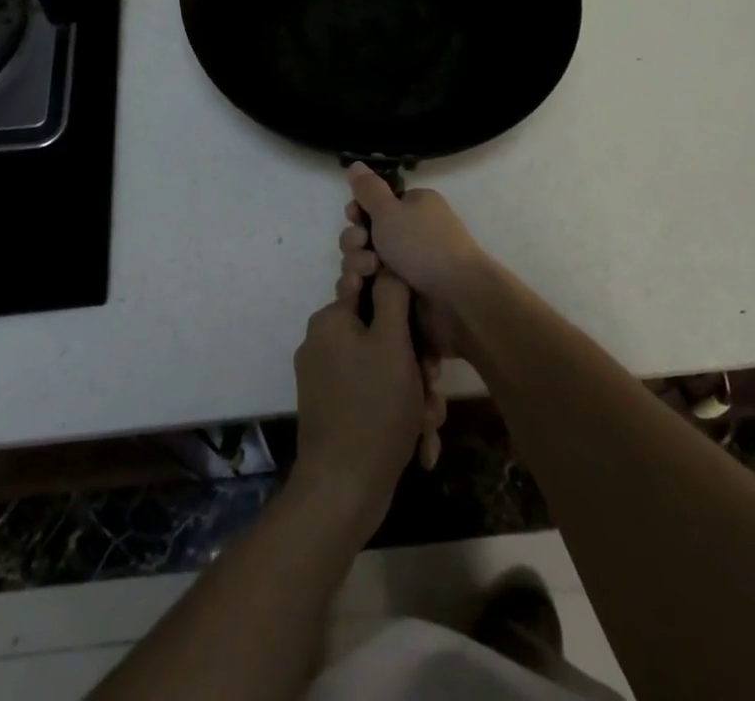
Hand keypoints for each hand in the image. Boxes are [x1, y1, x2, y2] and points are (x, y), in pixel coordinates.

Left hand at [292, 276, 425, 544]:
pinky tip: (419, 440)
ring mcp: (325, 377)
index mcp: (331, 319)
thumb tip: (387, 264)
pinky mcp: (332, 407)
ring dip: (412, 392)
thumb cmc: (373, 408)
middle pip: (382, 334)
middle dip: (414, 362)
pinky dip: (397, 411)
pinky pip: (372, 394)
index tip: (423, 334)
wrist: (342, 489)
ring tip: (428, 422)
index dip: (405, 307)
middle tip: (431, 388)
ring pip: (382, 368)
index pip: (373, 288)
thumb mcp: (392, 343)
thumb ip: (392, 297)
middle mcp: (323, 341)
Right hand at [336, 164, 485, 365]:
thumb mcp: (389, 210)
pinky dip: (366, 286)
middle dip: (355, 241)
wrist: (457, 298)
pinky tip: (362, 290)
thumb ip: (368, 189)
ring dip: (358, 264)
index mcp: (415, 205)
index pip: (376, 203)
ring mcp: (410, 264)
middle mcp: (413, 231)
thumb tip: (356, 164)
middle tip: (362, 247)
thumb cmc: (422, 245)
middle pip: (367, 232)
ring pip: (367, 260)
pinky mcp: (406, 293)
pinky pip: (375, 285)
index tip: (352, 217)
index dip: (358, 210)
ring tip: (367, 274)